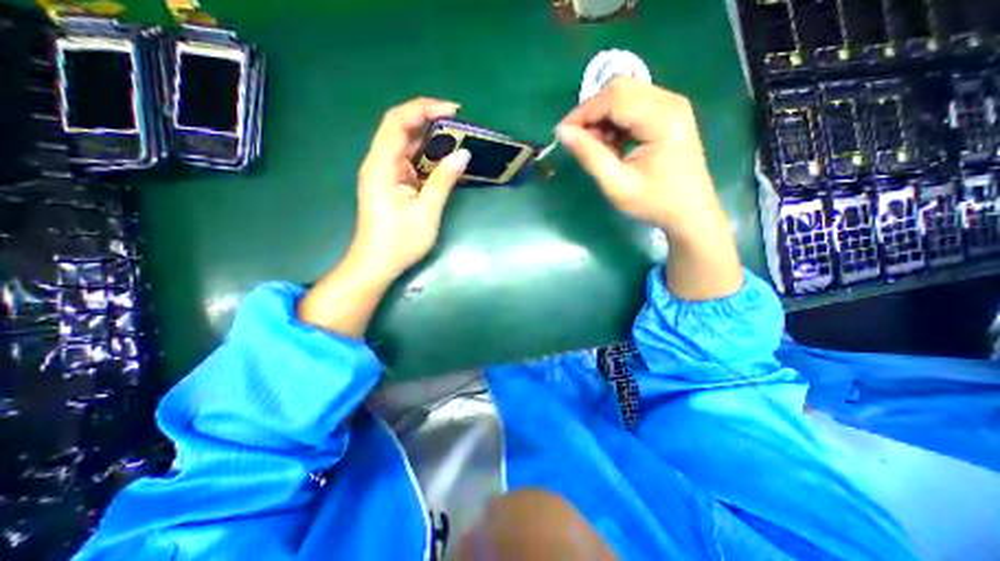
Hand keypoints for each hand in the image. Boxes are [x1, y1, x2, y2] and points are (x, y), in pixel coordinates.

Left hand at [352, 96, 473, 282]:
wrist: (376, 264)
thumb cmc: (400, 242)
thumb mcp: (427, 212)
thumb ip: (443, 180)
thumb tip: (463, 154)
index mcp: (381, 166)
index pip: (398, 122)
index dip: (424, 109)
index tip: (453, 111)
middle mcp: (379, 163)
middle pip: (400, 128)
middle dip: (429, 120)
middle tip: (460, 124)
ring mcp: (384, 173)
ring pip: (405, 144)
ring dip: (429, 138)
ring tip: (457, 138)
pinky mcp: (391, 184)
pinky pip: (409, 161)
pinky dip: (426, 156)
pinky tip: (443, 158)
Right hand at [554, 79, 740, 299]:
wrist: (690, 212)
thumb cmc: (654, 202)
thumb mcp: (617, 184)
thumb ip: (589, 156)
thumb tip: (563, 132)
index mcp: (661, 118)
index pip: (614, 98)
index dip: (583, 113)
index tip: (562, 134)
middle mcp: (670, 102)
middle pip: (620, 90)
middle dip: (592, 113)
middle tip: (578, 141)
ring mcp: (672, 106)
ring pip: (625, 96)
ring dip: (602, 118)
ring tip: (596, 147)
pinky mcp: (669, 115)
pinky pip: (634, 106)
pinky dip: (615, 122)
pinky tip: (611, 145)